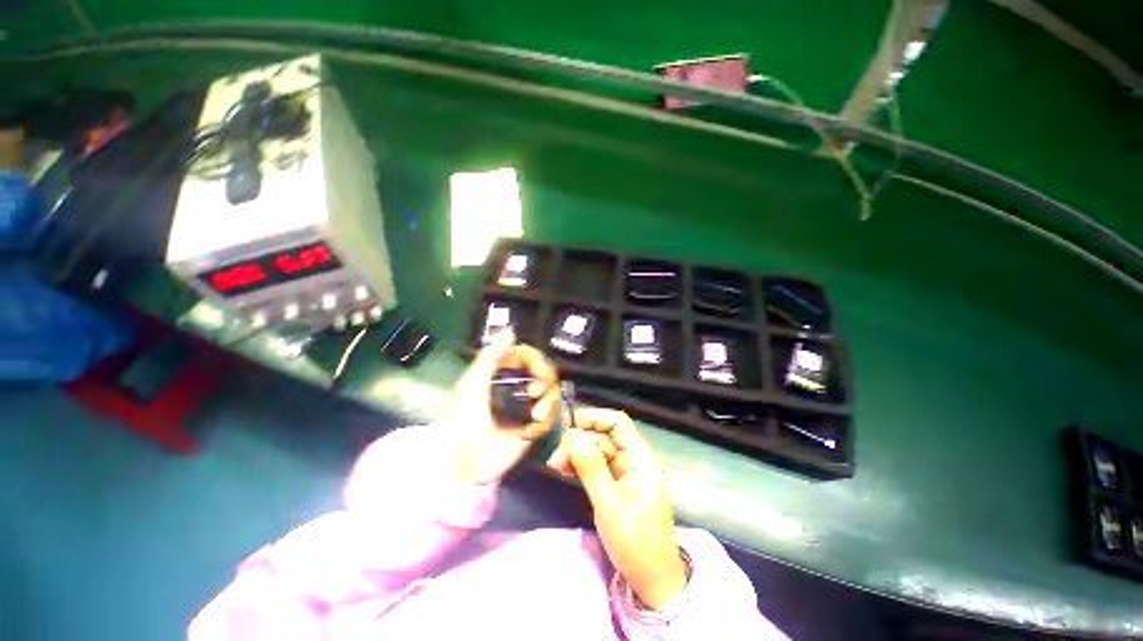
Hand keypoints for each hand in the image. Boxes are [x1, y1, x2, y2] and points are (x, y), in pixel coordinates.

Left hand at [445, 329, 560, 484]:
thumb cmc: (464, 422)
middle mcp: (517, 385)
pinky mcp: (534, 424)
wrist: (466, 466)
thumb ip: (491, 357)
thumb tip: (511, 329)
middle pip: (545, 371)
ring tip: (535, 415)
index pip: (528, 355)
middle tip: (535, 392)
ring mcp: (526, 405)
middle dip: (545, 379)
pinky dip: (546, 421)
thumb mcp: (472, 386)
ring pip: (552, 391)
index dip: (536, 360)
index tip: (535, 372)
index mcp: (501, 373)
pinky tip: (532, 430)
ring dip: (548, 401)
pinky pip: (552, 415)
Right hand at [547, 408, 687, 609]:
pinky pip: (595, 467)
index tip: (568, 423)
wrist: (653, 582)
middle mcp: (632, 460)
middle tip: (555, 456)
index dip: (593, 417)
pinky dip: (580, 466)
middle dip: (579, 440)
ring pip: (596, 451)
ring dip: (576, 454)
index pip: (617, 423)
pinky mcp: (615, 485)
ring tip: (556, 465)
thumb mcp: (610, 504)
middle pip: (603, 437)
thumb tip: (571, 434)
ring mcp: (623, 473)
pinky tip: (564, 470)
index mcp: (640, 458)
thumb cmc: (637, 543)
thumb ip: (591, 467)